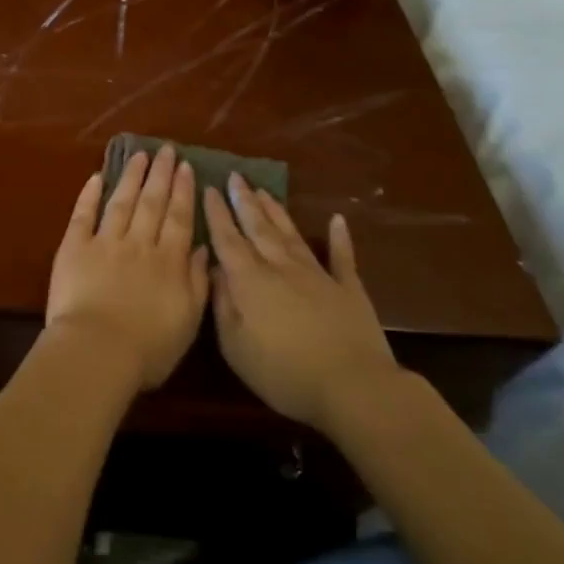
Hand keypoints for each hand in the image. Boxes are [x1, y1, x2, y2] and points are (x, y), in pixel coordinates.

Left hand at [46, 147, 209, 391]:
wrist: (97, 350)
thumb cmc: (148, 348)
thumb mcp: (188, 320)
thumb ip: (198, 282)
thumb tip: (203, 249)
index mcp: (168, 261)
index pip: (179, 218)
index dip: (183, 191)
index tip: (186, 167)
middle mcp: (139, 244)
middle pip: (152, 202)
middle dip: (160, 174)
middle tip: (166, 149)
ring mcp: (105, 242)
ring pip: (121, 201)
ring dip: (131, 176)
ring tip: (139, 155)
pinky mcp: (74, 247)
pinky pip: (83, 214)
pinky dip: (89, 194)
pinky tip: (97, 176)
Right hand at [203, 176, 398, 427]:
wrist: (354, 388)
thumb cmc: (284, 373)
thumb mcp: (235, 346)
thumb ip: (222, 304)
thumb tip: (214, 270)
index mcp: (250, 281)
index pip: (227, 239)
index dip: (217, 213)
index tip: (209, 187)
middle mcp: (281, 268)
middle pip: (258, 228)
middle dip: (244, 201)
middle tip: (235, 176)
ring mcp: (317, 275)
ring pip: (291, 234)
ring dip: (276, 211)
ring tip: (264, 190)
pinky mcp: (348, 289)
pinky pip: (342, 257)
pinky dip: (339, 237)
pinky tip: (337, 220)